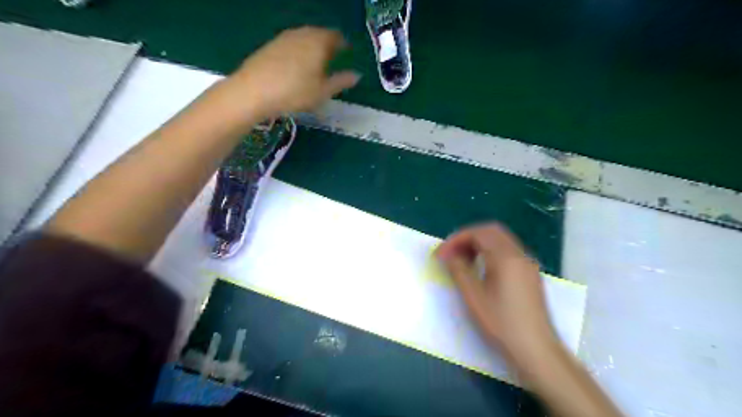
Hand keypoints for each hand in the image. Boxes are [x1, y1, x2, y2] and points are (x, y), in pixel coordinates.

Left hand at [223, 26, 359, 119]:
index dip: (343, 44)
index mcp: (319, 42)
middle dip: (328, 44)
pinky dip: (298, 50)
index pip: (336, 36)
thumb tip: (357, 75)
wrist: (253, 91)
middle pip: (319, 34)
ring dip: (312, 47)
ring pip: (304, 38)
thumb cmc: (295, 93)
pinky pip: (291, 43)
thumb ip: (341, 81)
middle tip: (333, 57)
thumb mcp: (323, 92)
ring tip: (315, 62)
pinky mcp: (270, 45)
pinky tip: (296, 65)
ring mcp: (284, 38)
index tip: (347, 52)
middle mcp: (302, 34)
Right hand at [436, 223, 556, 369]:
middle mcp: (519, 255)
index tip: (441, 254)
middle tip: (451, 253)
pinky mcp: (530, 275)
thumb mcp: (473, 296)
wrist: (536, 349)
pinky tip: (482, 270)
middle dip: (468, 238)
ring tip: (463, 260)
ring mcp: (527, 264)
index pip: (478, 233)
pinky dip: (491, 252)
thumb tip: (449, 255)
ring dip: (479, 244)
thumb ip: (459, 270)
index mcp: (506, 257)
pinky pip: (508, 252)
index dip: (456, 239)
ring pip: (501, 241)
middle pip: (491, 232)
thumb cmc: (501, 323)